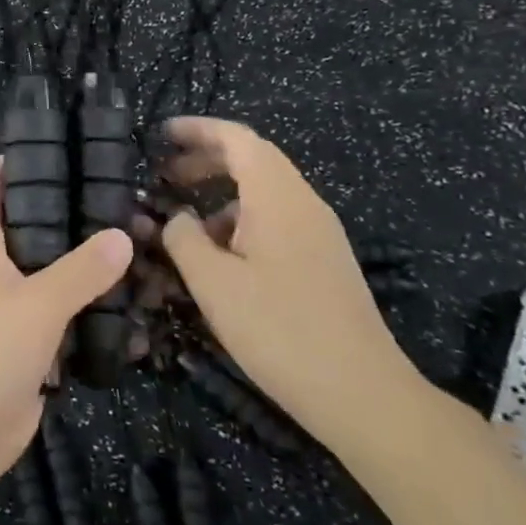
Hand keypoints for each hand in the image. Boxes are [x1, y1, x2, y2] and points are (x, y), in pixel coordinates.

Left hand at [0, 159, 131, 510]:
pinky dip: (90, 310)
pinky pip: (62, 316)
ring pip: (52, 273)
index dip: (19, 161)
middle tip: (125, 204)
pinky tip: (131, 308)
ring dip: (88, 266)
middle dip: (72, 215)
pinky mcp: (27, 344)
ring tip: (141, 251)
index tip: (65, 148)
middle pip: (32, 226)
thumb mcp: (35, 305)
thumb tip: (123, 234)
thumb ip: (81, 270)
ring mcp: (9, 307)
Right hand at [158, 116, 421, 451]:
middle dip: (205, 160)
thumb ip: (183, 238)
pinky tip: (221, 259)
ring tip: (186, 224)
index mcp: (277, 196)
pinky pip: (276, 221)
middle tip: (165, 175)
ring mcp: (319, 233)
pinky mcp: (324, 262)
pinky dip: (241, 222)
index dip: (197, 129)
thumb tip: (177, 218)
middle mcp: (303, 204)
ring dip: (221, 195)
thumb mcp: (213, 283)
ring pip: (264, 194)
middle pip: (252, 160)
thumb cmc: (279, 329)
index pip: (236, 138)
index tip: (162, 134)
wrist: (363, 395)